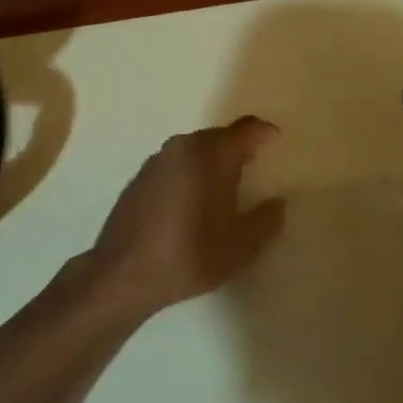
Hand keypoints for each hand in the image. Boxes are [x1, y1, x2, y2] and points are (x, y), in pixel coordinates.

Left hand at [75, 117, 285, 322]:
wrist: (123, 273)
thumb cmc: (190, 255)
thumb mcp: (241, 246)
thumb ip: (266, 220)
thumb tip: (278, 203)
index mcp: (212, 155)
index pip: (246, 129)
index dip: (264, 132)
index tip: (276, 142)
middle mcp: (183, 147)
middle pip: (219, 136)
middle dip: (238, 148)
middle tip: (254, 167)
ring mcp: (157, 160)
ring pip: (194, 149)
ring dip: (211, 160)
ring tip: (224, 186)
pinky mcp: (139, 176)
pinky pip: (174, 163)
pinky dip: (189, 172)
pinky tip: (191, 200)